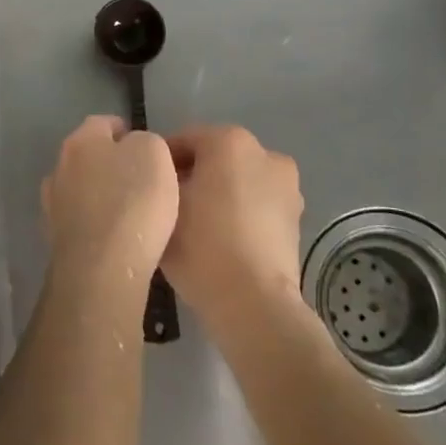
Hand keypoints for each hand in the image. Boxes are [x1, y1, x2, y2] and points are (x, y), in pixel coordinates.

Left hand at [40, 116, 179, 291]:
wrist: (103, 267)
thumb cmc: (133, 201)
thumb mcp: (155, 153)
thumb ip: (145, 141)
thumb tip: (134, 148)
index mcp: (81, 140)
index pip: (103, 123)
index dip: (126, 132)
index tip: (147, 149)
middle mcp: (60, 166)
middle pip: (89, 156)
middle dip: (111, 163)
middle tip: (141, 180)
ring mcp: (53, 204)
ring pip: (82, 189)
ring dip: (101, 194)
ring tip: (129, 211)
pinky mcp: (56, 238)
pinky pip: (81, 220)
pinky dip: (96, 223)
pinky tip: (115, 236)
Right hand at [164, 125, 304, 326]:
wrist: (254, 304)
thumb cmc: (202, 245)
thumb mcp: (164, 205)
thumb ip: (161, 180)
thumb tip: (164, 177)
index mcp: (229, 141)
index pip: (184, 141)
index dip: (162, 162)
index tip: (149, 186)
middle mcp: (264, 152)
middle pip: (215, 157)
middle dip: (194, 176)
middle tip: (170, 206)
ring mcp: (287, 186)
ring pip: (239, 181)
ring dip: (220, 193)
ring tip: (198, 225)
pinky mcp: (296, 218)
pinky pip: (258, 204)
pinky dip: (242, 213)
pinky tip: (224, 239)